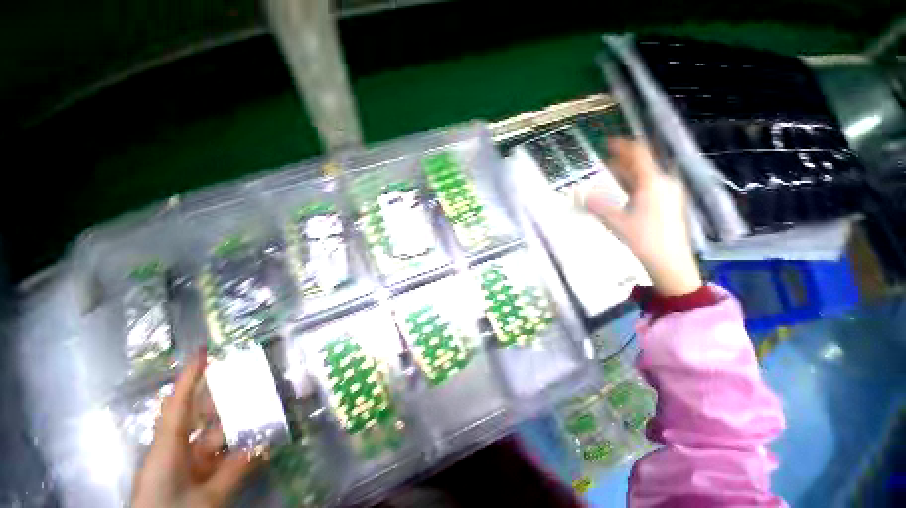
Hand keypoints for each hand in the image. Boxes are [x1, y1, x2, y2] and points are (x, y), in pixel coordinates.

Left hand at [132, 351, 259, 507]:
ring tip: (264, 412)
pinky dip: (237, 450)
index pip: (179, 405)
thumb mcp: (205, 500)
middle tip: (250, 380)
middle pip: (201, 417)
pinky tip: (258, 446)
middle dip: (225, 398)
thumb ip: (234, 473)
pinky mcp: (192, 476)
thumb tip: (265, 445)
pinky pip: (218, 457)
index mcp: (168, 449)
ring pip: (214, 437)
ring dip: (237, 427)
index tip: (202, 351)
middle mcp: (175, 451)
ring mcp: (184, 464)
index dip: (189, 378)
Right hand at [583, 139, 701, 295]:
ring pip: (648, 174)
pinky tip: (626, 191)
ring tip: (612, 176)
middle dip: (623, 161)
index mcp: (652, 182)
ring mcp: (670, 191)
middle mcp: (664, 182)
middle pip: (643, 163)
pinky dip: (637, 183)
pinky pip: (652, 184)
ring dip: (629, 173)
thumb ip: (598, 206)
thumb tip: (582, 195)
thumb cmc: (643, 239)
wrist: (671, 260)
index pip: (639, 153)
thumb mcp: (616, 222)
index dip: (623, 145)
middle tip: (605, 162)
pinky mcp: (671, 202)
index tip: (608, 143)